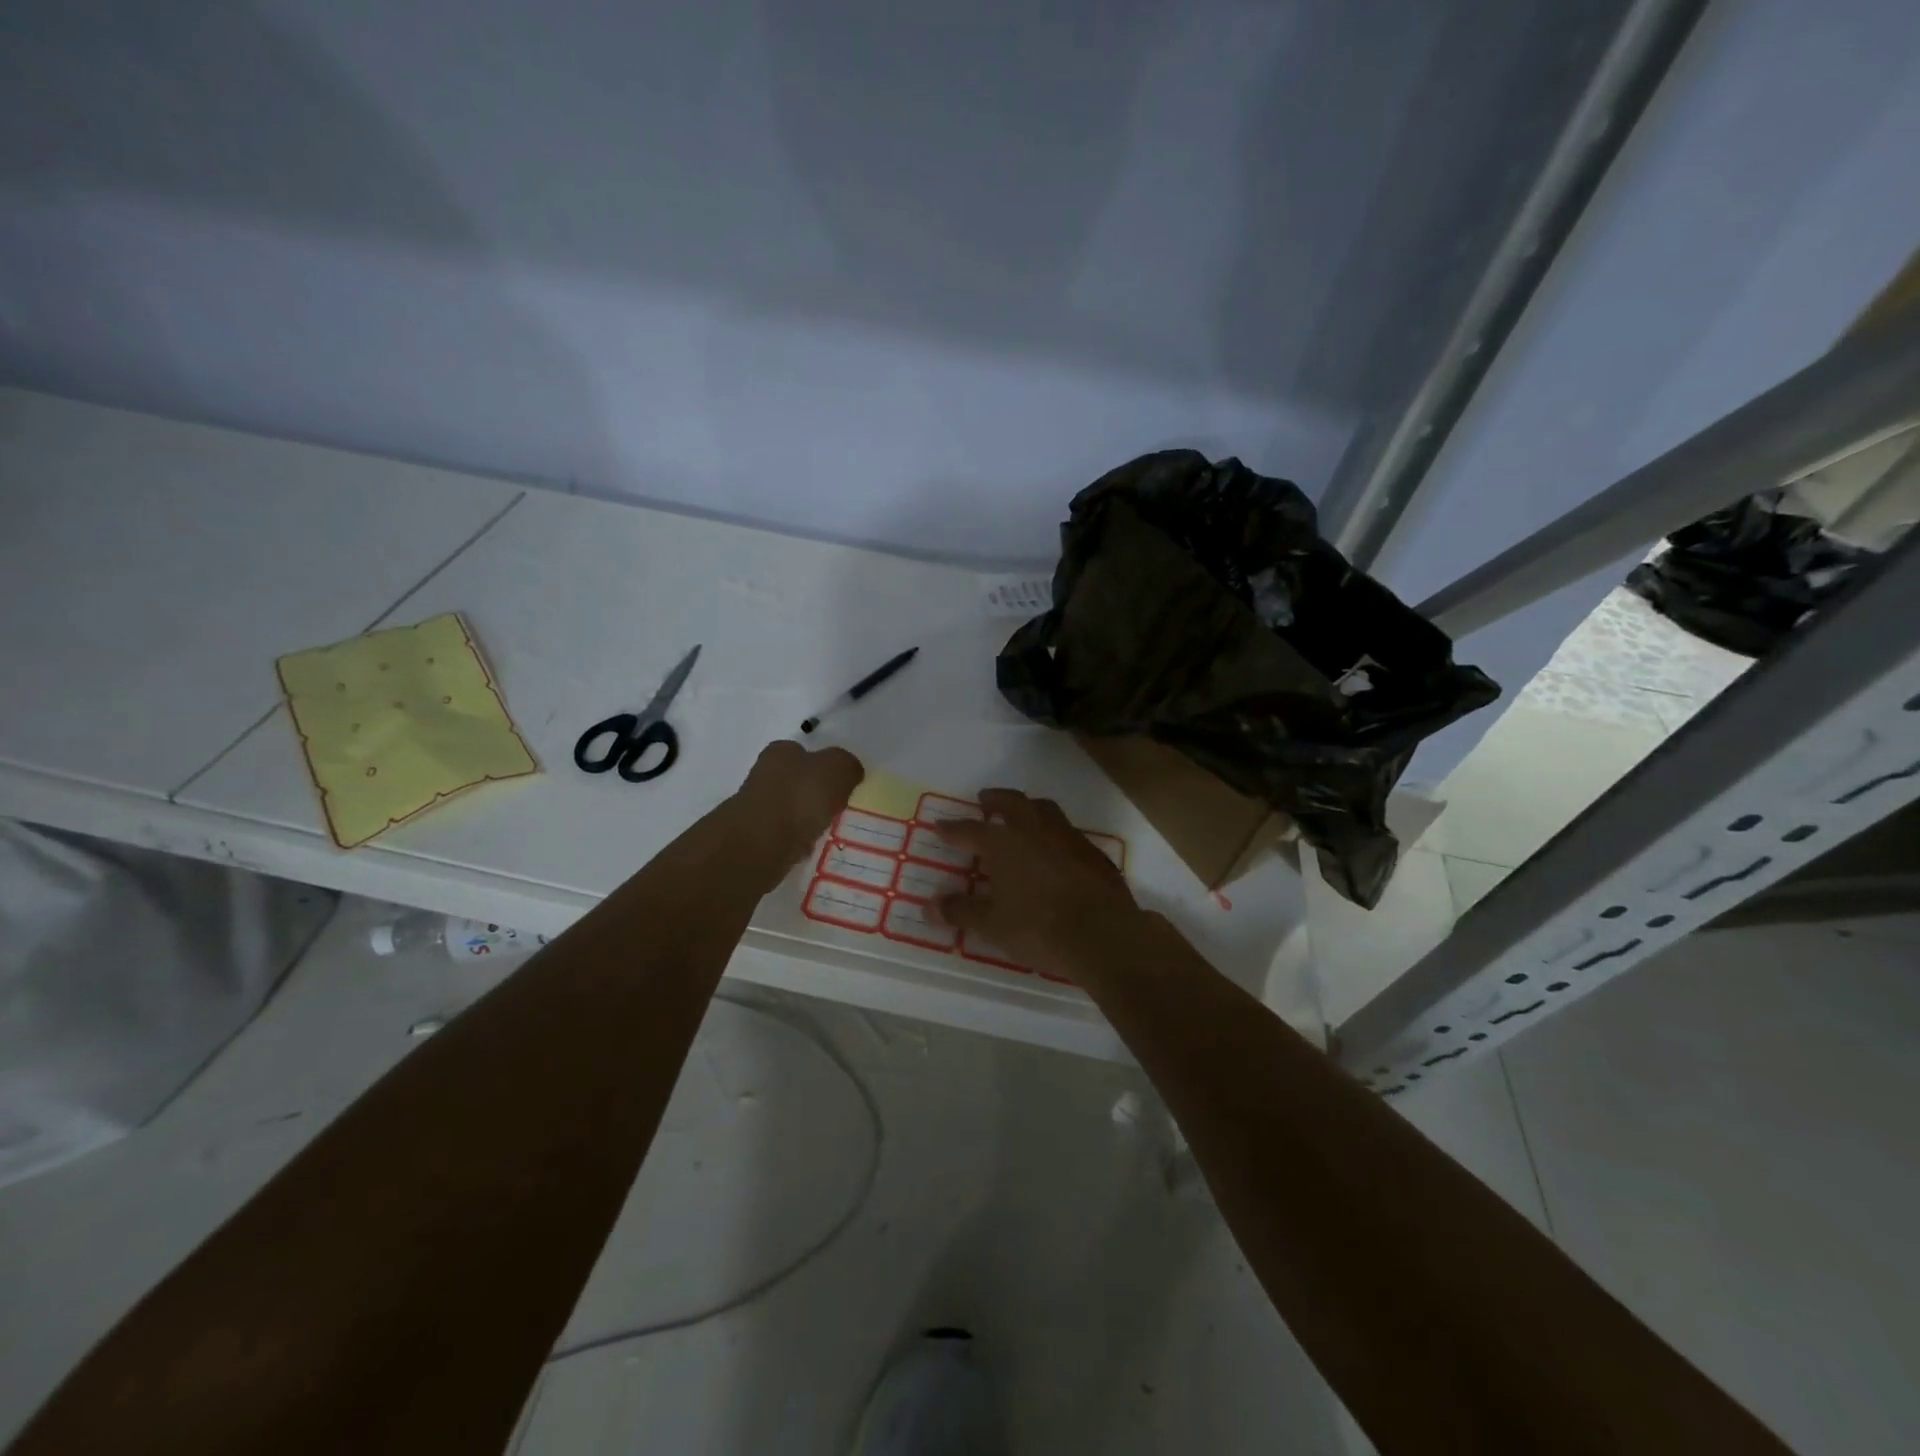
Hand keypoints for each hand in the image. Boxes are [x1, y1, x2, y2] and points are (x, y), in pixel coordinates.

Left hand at [733, 740, 864, 879]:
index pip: (804, 752)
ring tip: (826, 831)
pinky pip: (784, 836)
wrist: (760, 844)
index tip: (841, 784)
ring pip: (790, 810)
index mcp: (780, 752)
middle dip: (814, 794)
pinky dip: (796, 842)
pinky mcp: (754, 838)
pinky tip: (808, 849)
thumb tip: (850, 772)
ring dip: (805, 819)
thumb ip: (847, 765)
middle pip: (796, 781)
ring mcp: (756, 808)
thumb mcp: (837, 769)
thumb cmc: (799, 797)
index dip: (823, 766)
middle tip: (838, 808)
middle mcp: (764, 775)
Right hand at [931, 789, 1146, 979]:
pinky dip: (1054, 833)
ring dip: (1028, 808)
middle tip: (985, 800)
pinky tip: (1054, 849)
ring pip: (1044, 809)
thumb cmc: (1038, 928)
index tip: (940, 826)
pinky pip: (1067, 832)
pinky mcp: (1093, 852)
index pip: (970, 831)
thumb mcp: (992, 925)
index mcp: (1004, 843)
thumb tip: (929, 906)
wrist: (1102, 935)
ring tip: (1021, 816)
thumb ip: (961, 911)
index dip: (952, 829)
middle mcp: (1034, 830)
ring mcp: (1068, 837)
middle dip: (995, 800)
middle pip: (1012, 803)